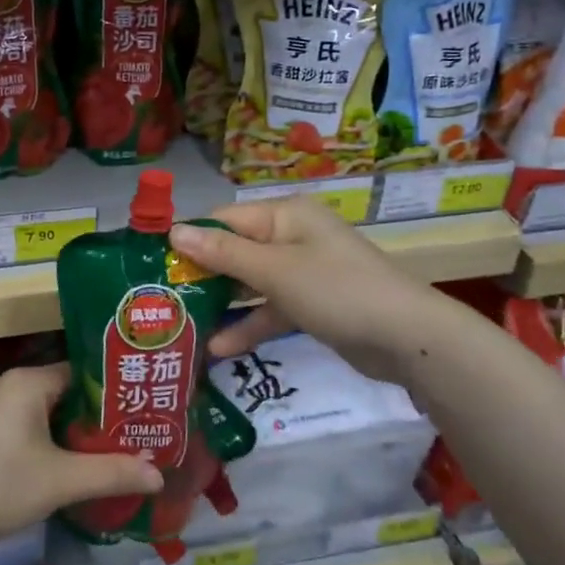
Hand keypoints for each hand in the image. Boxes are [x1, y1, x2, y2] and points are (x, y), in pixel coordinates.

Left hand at [0, 364, 163, 550]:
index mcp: (26, 380)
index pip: (80, 372)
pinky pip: (25, 420)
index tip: (139, 408)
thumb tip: (159, 475)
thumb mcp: (62, 480)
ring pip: (43, 407)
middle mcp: (7, 383)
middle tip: (129, 432)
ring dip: (70, 426)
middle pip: (63, 389)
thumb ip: (112, 473)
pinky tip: (65, 459)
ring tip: (105, 447)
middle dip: (93, 412)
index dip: (110, 390)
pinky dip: (47, 434)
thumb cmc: (1, 485)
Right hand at [170, 198, 433, 381]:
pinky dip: (249, 324)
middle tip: (162, 300)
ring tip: (183, 327)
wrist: (408, 339)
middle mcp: (291, 237)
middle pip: (235, 251)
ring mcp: (303, 272)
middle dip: (202, 275)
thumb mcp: (275, 270)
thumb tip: (174, 230)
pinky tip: (219, 348)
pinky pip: (271, 308)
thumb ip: (223, 253)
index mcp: (284, 216)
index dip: (190, 238)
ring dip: (222, 304)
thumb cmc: (336, 290)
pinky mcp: (312, 305)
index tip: (155, 263)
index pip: (224, 220)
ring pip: (251, 283)